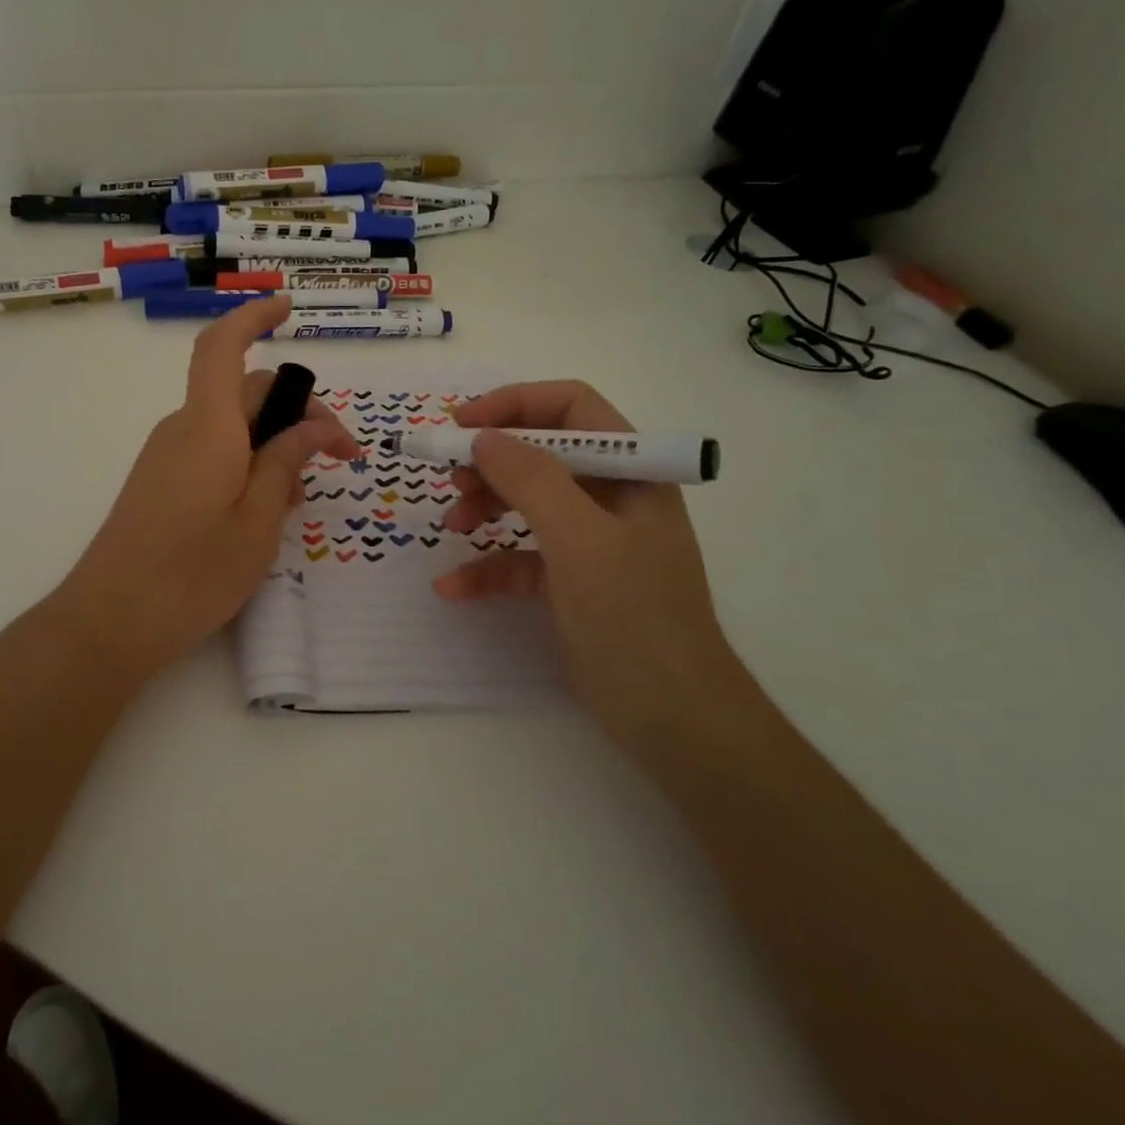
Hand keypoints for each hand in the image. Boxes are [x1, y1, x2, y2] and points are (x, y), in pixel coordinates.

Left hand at [52, 295, 359, 679]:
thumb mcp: (257, 524)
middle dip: (298, 410)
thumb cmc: (190, 575)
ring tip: (303, 496)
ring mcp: (168, 455)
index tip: (290, 309)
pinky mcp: (161, 481)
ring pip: (233, 424)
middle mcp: (184, 429)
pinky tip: (267, 508)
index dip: (254, 317)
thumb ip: (285, 466)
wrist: (108, 623)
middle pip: (245, 391)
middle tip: (340, 456)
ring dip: (275, 441)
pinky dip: (249, 461)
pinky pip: (214, 450)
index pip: (223, 347)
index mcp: (208, 427)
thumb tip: (314, 428)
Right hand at [433, 381, 755, 762]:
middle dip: (491, 460)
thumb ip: (531, 479)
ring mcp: (591, 541)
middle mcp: (612, 496)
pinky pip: (520, 558)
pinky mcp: (571, 583)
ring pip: (526, 502)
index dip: (514, 404)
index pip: (571, 407)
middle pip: (541, 452)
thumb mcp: (580, 540)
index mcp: (630, 471)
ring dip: (483, 507)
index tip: (460, 423)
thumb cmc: (634, 617)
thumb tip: (482, 437)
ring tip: (450, 526)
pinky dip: (487, 567)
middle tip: (450, 476)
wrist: (674, 720)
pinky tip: (453, 587)